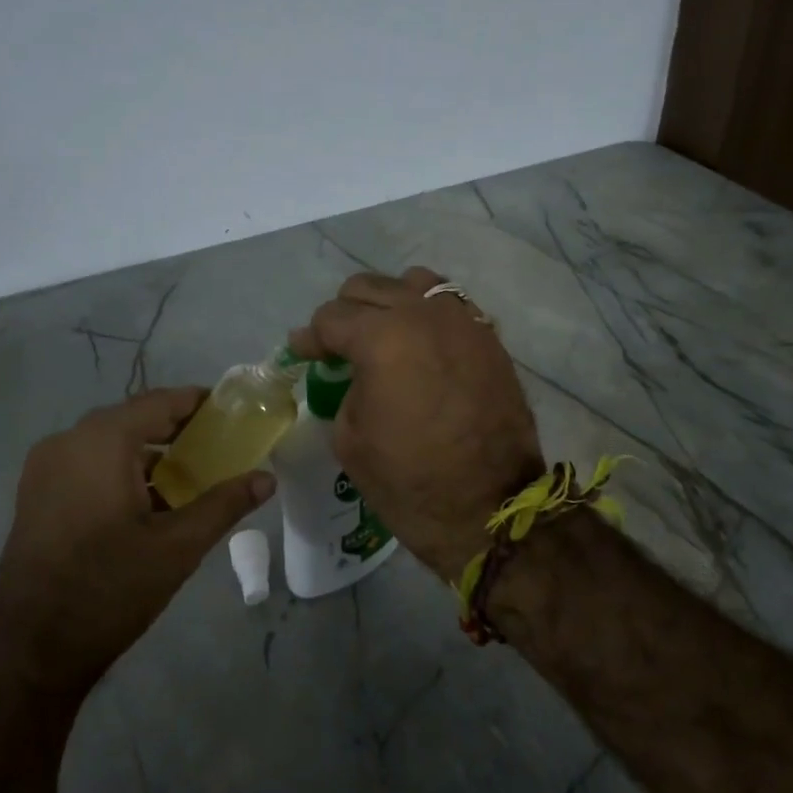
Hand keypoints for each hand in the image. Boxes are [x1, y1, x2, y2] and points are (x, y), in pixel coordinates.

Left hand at [0, 388, 274, 693]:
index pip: (160, 402)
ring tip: (193, 477)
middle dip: (178, 430)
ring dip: (151, 454)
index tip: (234, 413)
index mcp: (100, 442)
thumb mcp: (177, 547)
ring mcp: (45, 469)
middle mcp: (67, 442)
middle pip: (134, 420)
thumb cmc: (109, 589)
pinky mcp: (37, 496)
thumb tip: (267, 479)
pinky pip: (89, 466)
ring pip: (110, 445)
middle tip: (221, 448)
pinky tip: (152, 502)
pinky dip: (123, 472)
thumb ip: (224, 505)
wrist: (29, 652)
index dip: (199, 403)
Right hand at [289, 268, 542, 577]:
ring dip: (390, 304)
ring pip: (414, 284)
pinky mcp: (489, 339)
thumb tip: (352, 374)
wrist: (489, 508)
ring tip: (384, 337)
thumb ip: (345, 389)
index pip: (332, 318)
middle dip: (346, 314)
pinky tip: (421, 346)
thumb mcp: (350, 438)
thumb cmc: (409, 481)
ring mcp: (463, 322)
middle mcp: (423, 315)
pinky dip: (427, 316)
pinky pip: (450, 307)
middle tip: (338, 347)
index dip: (310, 337)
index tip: (303, 353)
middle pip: (370, 287)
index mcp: (382, 338)